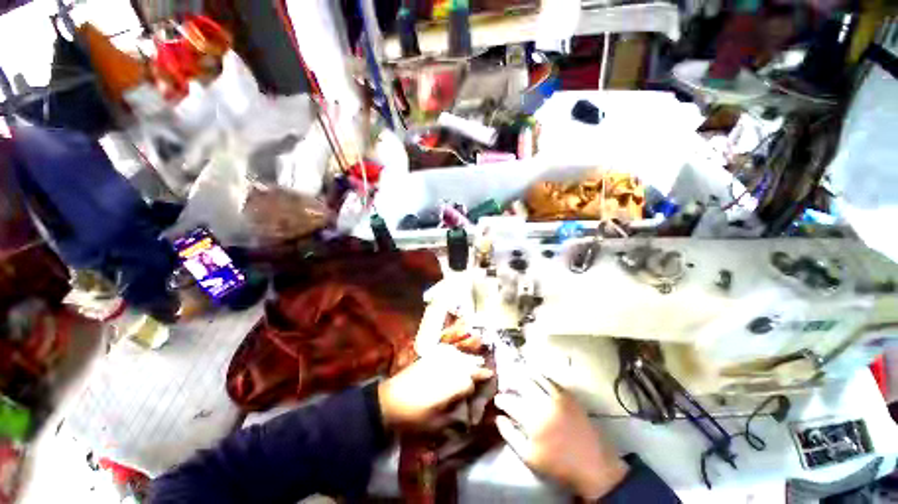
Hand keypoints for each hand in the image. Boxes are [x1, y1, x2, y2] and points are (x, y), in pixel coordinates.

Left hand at [378, 344, 492, 429]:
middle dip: (477, 366)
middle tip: (485, 369)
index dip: (478, 383)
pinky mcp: (428, 357)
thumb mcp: (436, 424)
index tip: (486, 381)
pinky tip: (455, 354)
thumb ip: (454, 418)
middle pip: (468, 364)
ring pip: (459, 355)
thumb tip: (465, 414)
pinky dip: (454, 352)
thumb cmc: (414, 416)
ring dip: (468, 358)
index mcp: (452, 385)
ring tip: (475, 360)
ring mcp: (438, 360)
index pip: (472, 381)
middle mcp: (448, 368)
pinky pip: (446, 350)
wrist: (390, 400)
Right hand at [494, 371, 628, 499]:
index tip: (497, 400)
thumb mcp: (529, 457)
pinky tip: (536, 379)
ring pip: (535, 377)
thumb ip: (510, 435)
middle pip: (521, 383)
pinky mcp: (569, 395)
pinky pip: (551, 380)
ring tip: (518, 377)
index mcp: (532, 419)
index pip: (509, 401)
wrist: (593, 466)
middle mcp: (543, 403)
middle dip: (510, 382)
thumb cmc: (558, 465)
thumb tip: (498, 418)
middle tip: (506, 386)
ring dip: (524, 375)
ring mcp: (557, 397)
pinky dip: (540, 377)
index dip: (501, 399)